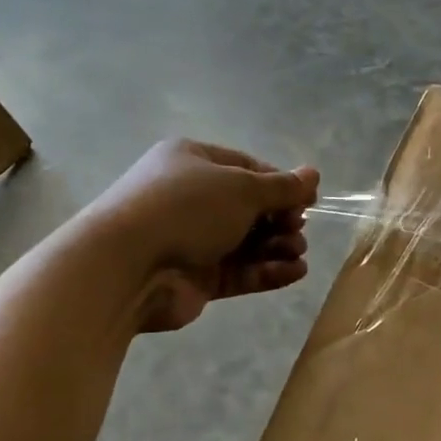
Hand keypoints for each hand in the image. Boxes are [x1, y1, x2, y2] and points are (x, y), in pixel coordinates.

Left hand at [80, 140, 318, 332]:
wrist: (126, 266)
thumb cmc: (186, 209)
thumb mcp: (241, 188)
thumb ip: (281, 187)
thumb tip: (314, 174)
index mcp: (192, 162)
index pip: (246, 167)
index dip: (279, 183)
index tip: (307, 200)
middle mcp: (190, 198)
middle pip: (247, 207)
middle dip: (278, 218)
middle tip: (297, 229)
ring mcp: (191, 240)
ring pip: (245, 242)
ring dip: (276, 245)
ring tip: (298, 252)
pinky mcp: (194, 278)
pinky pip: (238, 271)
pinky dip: (266, 271)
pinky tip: (295, 272)